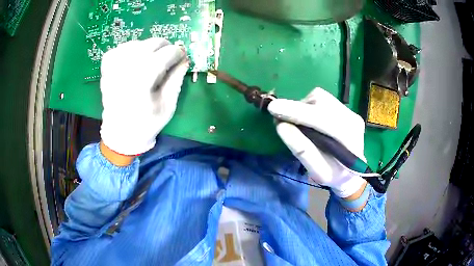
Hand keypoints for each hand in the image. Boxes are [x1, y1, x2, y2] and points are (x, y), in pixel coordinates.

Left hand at [100, 38, 188, 155]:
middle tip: (169, 58)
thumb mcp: (168, 105)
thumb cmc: (146, 123)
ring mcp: (113, 67)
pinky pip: (120, 48)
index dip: (178, 53)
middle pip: (152, 43)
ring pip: (137, 43)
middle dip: (165, 47)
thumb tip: (185, 58)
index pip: (167, 53)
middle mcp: (127, 68)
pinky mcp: (106, 68)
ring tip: (151, 60)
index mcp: (143, 80)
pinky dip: (130, 49)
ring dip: (148, 48)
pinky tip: (134, 59)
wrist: (120, 134)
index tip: (182, 58)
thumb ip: (176, 79)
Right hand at [268, 88, 366, 197]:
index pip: (321, 119)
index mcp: (349, 138)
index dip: (296, 112)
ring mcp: (351, 111)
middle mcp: (352, 119)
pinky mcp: (346, 108)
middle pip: (320, 101)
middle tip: (281, 118)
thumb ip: (302, 150)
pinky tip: (310, 120)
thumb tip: (281, 126)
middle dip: (297, 108)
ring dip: (303, 106)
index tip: (273, 108)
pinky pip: (323, 99)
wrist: (352, 172)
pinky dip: (309, 106)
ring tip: (299, 123)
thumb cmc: (334, 175)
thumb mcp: (317, 171)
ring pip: (320, 97)